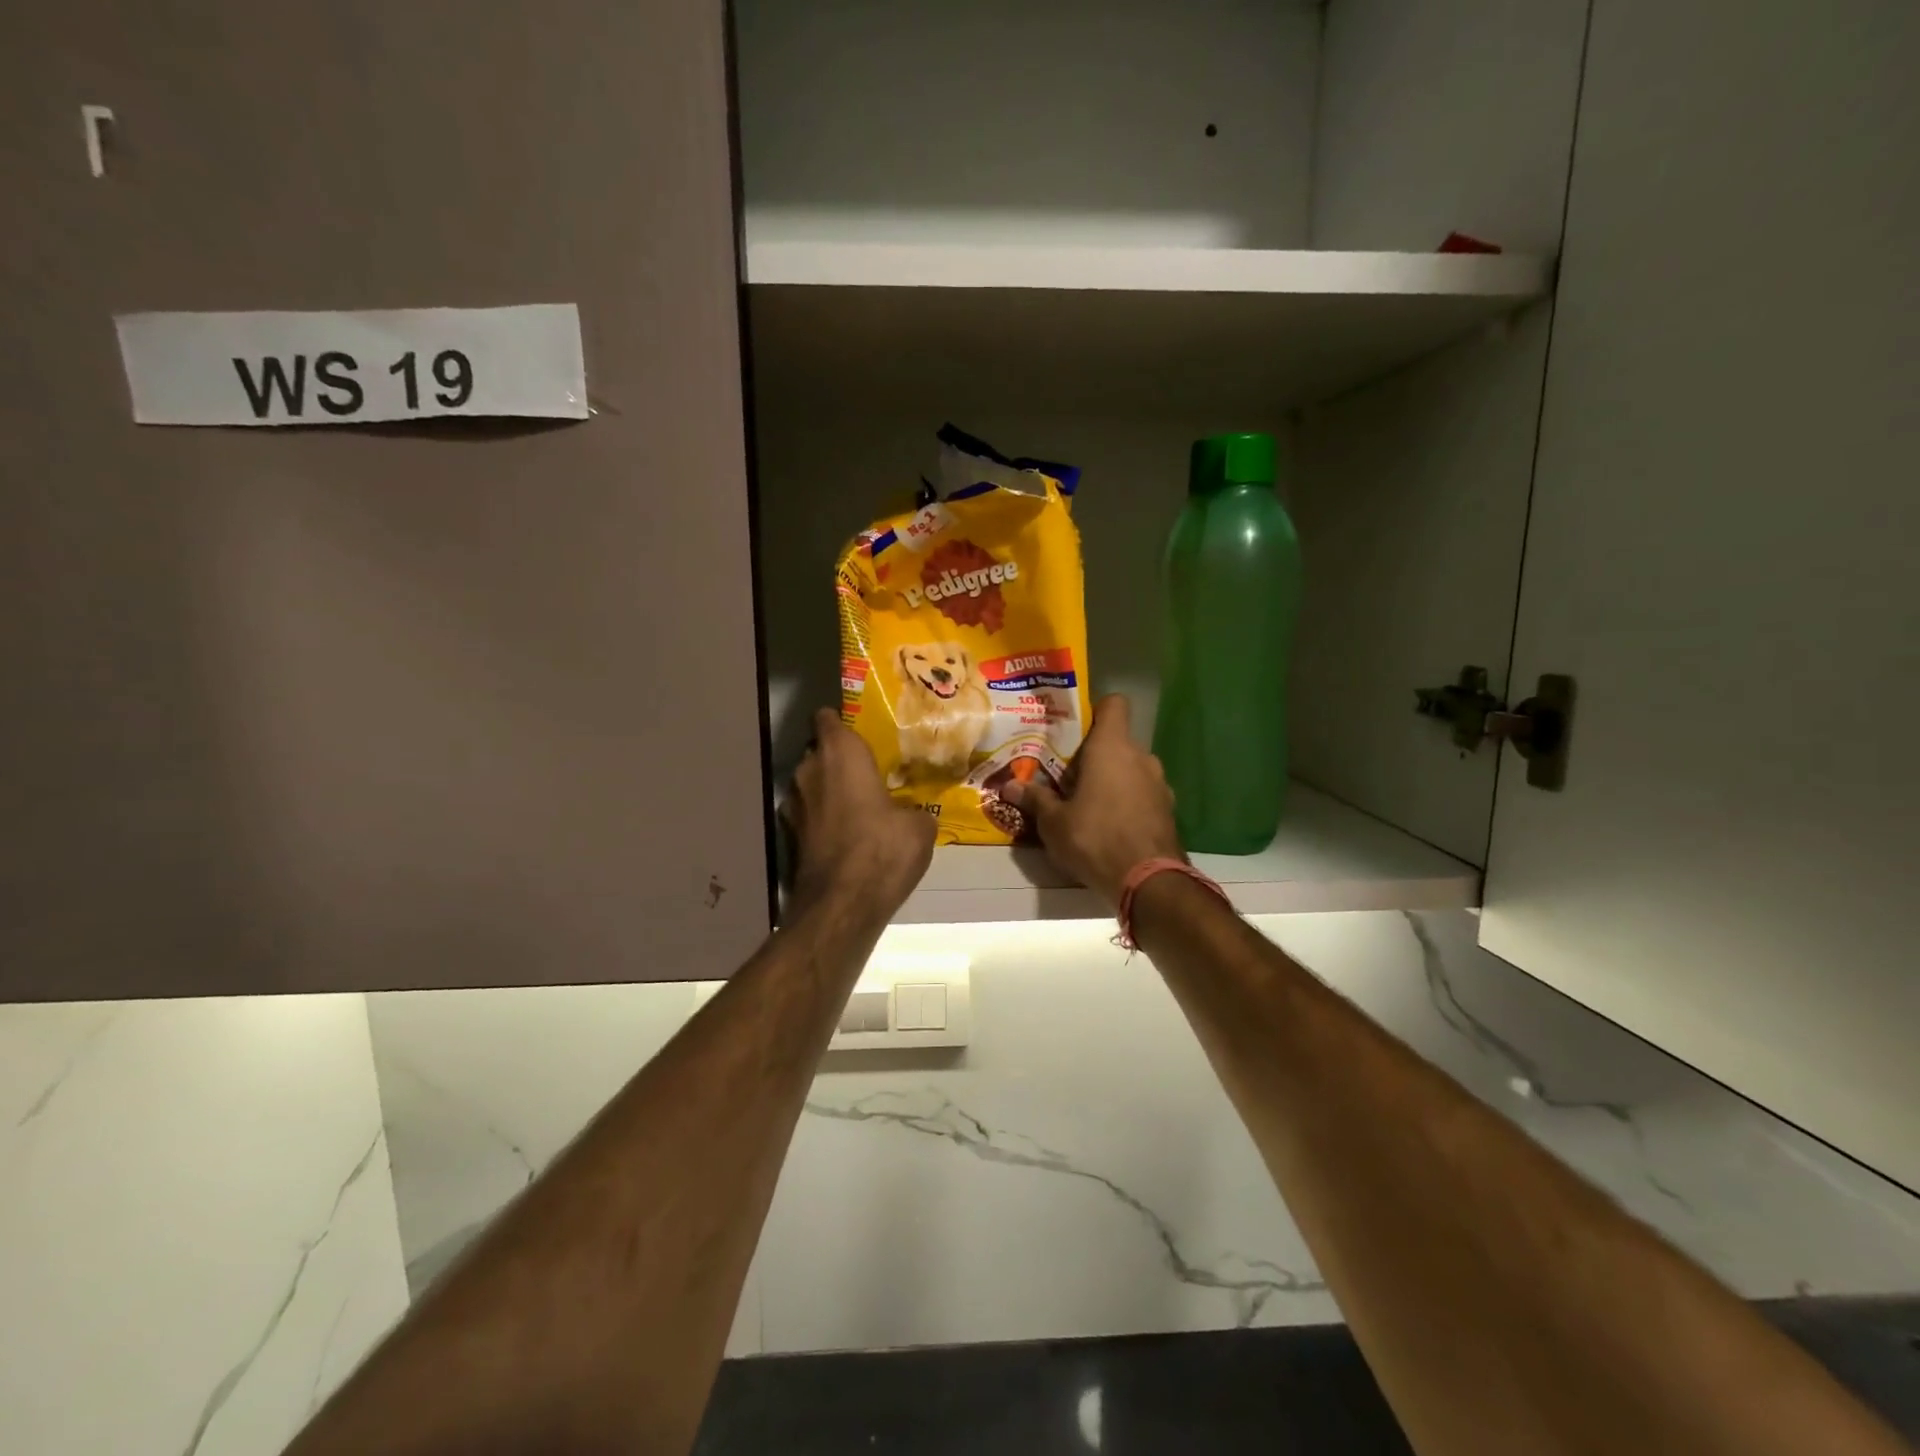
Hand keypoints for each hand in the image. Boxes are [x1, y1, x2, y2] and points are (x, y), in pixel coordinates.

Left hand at [785, 709, 935, 920]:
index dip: (841, 721)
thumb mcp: (920, 826)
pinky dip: (824, 820)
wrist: (842, 905)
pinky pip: (811, 815)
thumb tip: (911, 815)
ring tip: (860, 806)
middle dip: (839, 760)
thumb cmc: (883, 849)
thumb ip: (914, 809)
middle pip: (820, 752)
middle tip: (869, 772)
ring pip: (812, 785)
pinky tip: (847, 836)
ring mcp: (794, 805)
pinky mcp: (790, 836)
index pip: (828, 718)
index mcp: (840, 753)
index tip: (861, 732)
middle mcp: (809, 770)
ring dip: (830, 791)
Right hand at [1001, 696, 1183, 908]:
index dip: (1095, 710)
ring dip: (1112, 780)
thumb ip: (1034, 799)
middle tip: (1067, 775)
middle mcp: (1141, 757)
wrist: (1148, 881)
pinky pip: (1142, 793)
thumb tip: (1009, 786)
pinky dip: (1127, 801)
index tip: (1073, 730)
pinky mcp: (1167, 809)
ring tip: (1087, 803)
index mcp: (1112, 747)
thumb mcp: (1053, 822)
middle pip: (1117, 740)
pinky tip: (1109, 825)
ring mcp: (1159, 783)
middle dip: (1094, 755)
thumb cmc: (1095, 838)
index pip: (1113, 704)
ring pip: (1131, 768)